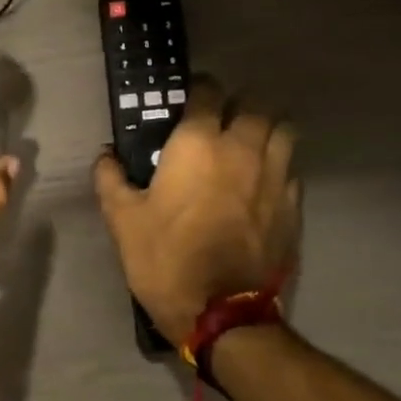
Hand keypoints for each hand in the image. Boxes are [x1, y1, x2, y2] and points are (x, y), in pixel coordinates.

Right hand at [93, 76, 300, 345]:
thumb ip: (110, 179)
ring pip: (283, 129)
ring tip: (248, 141)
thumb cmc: (165, 259)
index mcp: (198, 144)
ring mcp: (276, 175)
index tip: (187, 99)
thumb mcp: (122, 220)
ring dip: (265, 127)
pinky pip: (292, 167)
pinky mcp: (294, 204)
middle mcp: (243, 148)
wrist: (222, 311)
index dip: (197, 89)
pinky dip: (279, 163)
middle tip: (218, 120)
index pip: (207, 92)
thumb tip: (106, 155)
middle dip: (236, 104)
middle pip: (254, 103)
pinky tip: (262, 180)